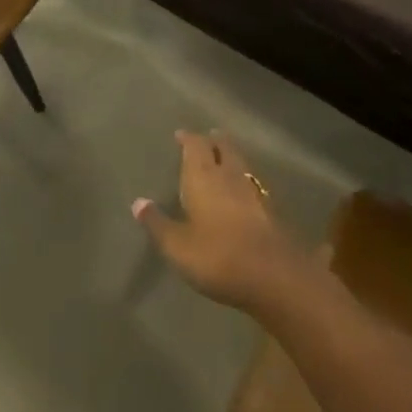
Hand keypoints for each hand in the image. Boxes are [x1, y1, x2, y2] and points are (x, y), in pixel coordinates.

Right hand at [132, 131, 309, 311]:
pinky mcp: (270, 211)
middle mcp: (229, 176)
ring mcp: (254, 192)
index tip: (181, 134)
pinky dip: (243, 181)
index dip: (188, 138)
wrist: (273, 276)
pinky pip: (252, 185)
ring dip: (230, 158)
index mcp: (203, 177)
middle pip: (223, 148)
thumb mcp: (177, 245)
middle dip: (214, 141)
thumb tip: (138, 202)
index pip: (196, 146)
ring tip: (223, 158)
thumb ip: (157, 223)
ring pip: (240, 165)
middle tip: (207, 137)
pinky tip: (241, 191)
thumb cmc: (217, 256)